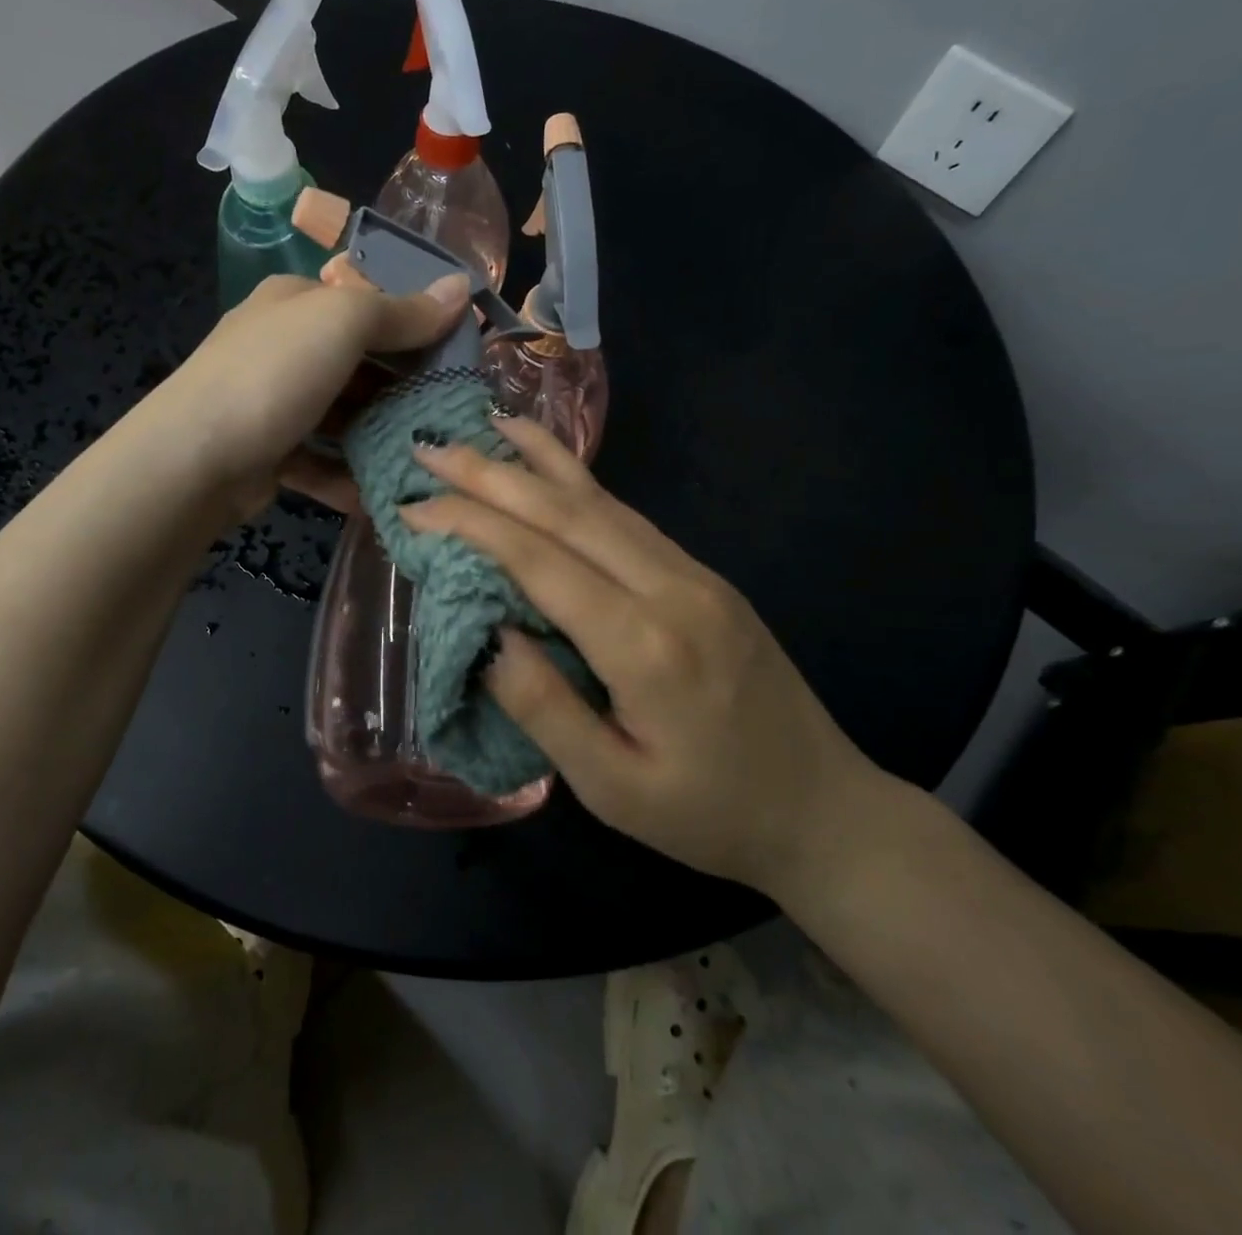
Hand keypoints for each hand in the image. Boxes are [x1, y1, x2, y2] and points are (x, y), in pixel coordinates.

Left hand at [147, 268, 468, 522]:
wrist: (196, 459)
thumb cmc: (275, 374)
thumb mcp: (344, 324)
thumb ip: (402, 311)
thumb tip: (461, 289)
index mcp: (296, 302)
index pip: (367, 303)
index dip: (415, 323)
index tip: (461, 353)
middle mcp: (283, 346)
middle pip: (358, 363)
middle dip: (403, 387)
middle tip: (452, 412)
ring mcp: (274, 403)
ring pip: (342, 416)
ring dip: (379, 436)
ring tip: (427, 457)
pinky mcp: (270, 453)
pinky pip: (321, 462)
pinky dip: (348, 477)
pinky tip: (381, 494)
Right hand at [401, 415, 882, 897]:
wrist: (826, 809)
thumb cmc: (709, 813)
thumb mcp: (613, 788)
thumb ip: (544, 708)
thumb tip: (487, 635)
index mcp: (644, 646)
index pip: (540, 561)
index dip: (472, 526)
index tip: (416, 506)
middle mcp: (671, 589)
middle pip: (568, 514)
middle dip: (492, 476)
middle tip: (431, 448)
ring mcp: (696, 575)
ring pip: (603, 502)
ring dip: (538, 463)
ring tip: (486, 428)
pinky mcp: (705, 577)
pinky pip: (629, 518)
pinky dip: (581, 484)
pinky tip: (554, 468)